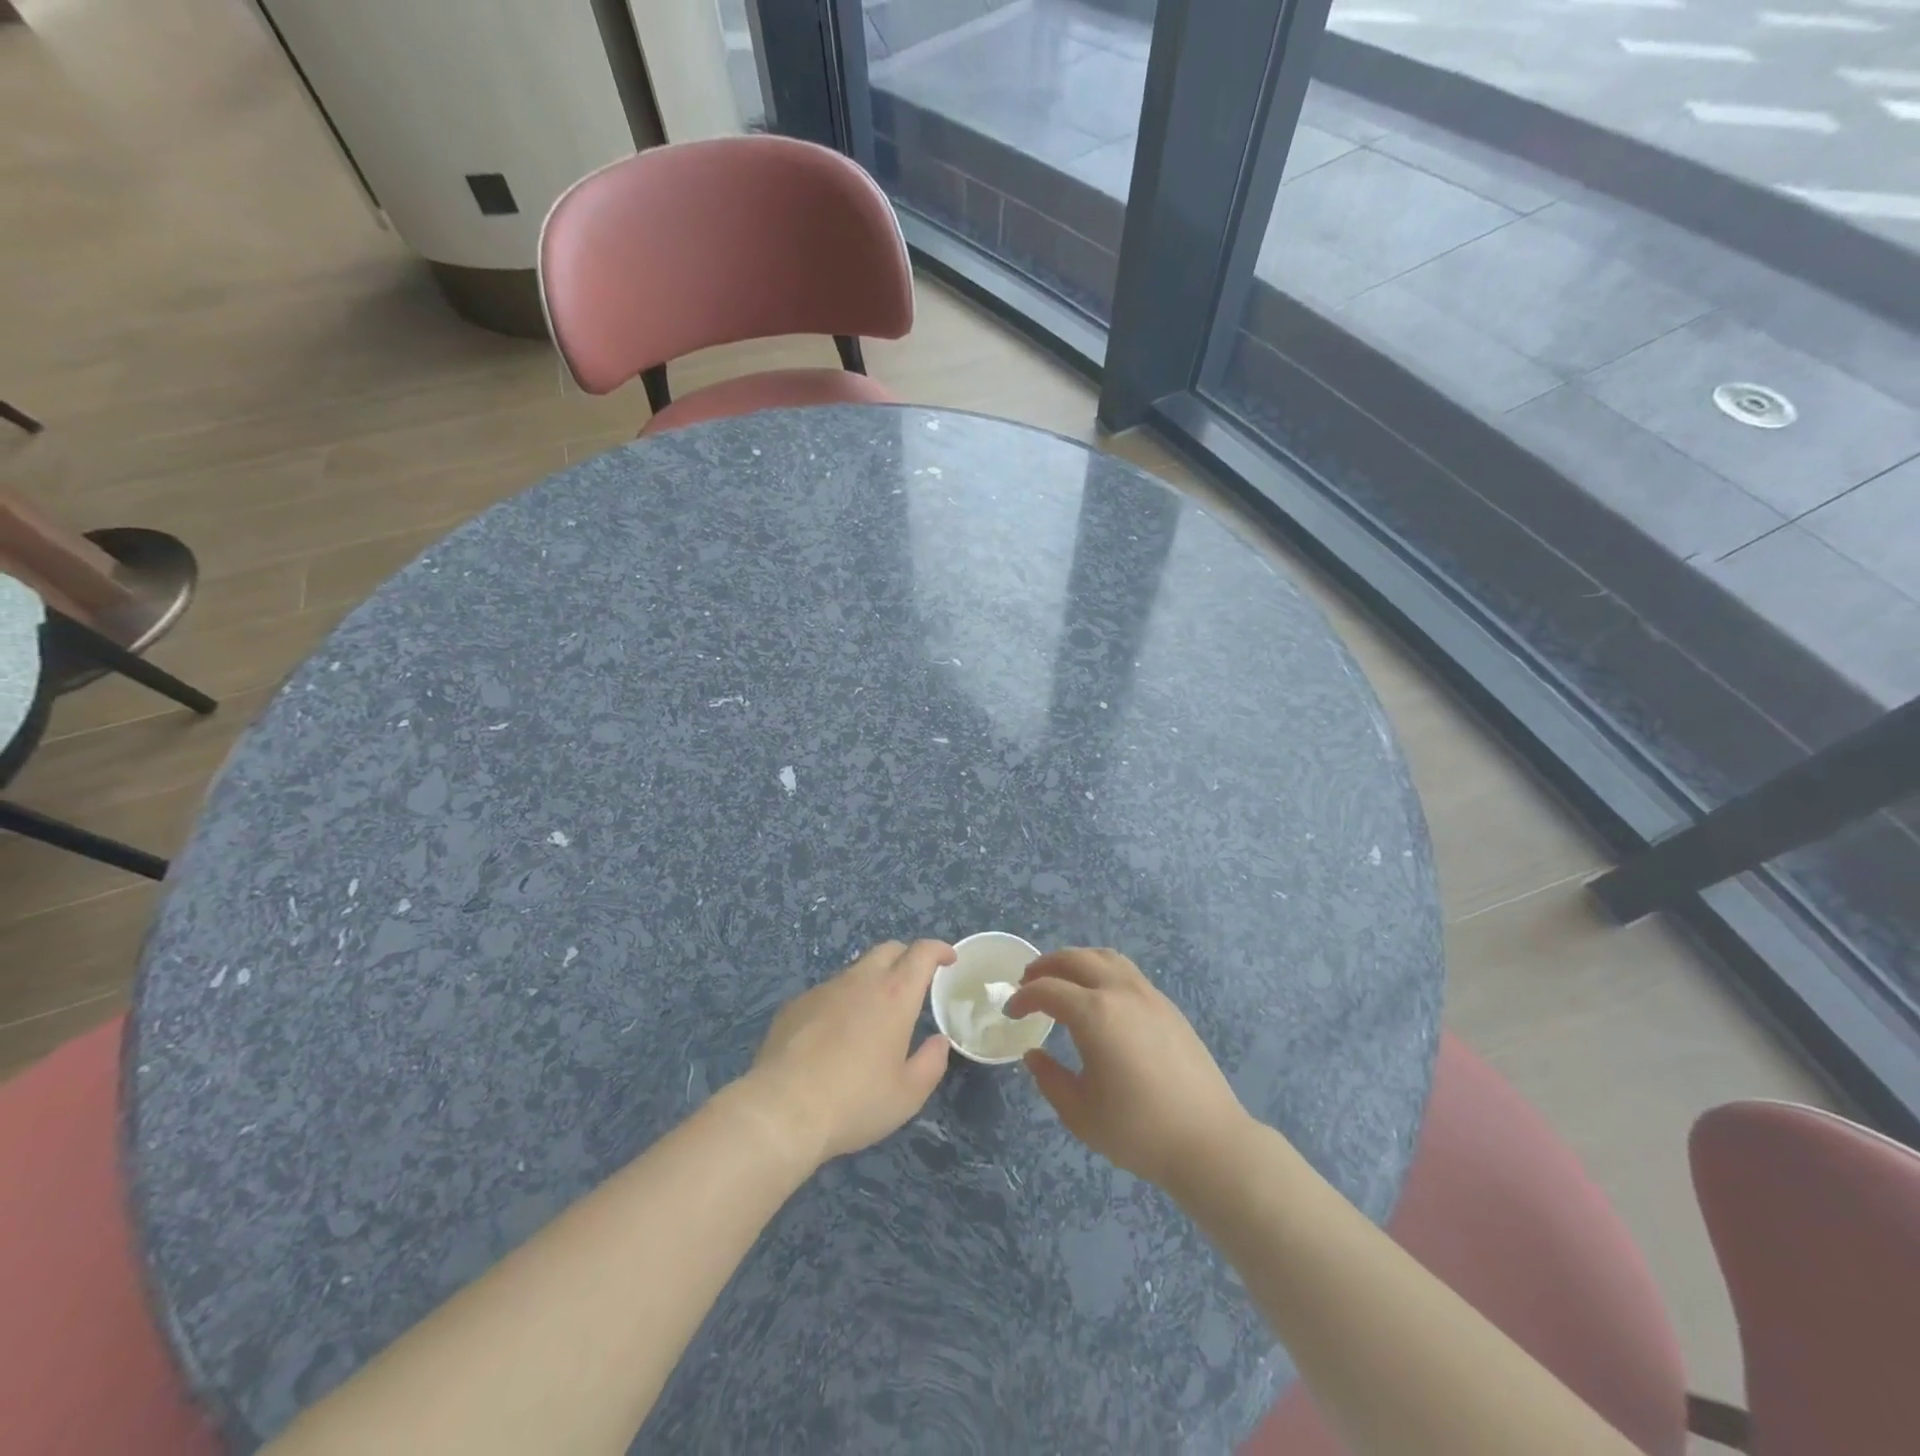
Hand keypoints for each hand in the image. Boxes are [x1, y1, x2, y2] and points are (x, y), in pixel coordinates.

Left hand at [743, 940, 953, 1165]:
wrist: (783, 1110)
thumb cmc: (855, 1102)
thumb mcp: (907, 1094)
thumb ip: (931, 1063)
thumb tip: (938, 1042)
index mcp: (894, 995)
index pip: (921, 953)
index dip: (938, 950)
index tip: (948, 959)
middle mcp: (860, 981)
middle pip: (888, 950)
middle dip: (906, 956)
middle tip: (914, 980)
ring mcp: (824, 990)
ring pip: (855, 970)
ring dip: (872, 980)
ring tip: (872, 1014)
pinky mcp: (795, 1005)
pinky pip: (827, 993)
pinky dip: (840, 1002)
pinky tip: (833, 1035)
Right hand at [1005, 947, 1248, 1191]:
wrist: (1208, 1141)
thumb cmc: (1137, 1130)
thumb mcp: (1079, 1112)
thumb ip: (1050, 1079)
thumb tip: (1035, 1054)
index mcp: (1094, 1014)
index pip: (1047, 990)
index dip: (1023, 997)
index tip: (1011, 1012)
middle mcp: (1120, 991)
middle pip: (1075, 959)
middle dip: (1045, 966)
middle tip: (1027, 982)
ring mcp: (1148, 995)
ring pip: (1105, 957)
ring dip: (1076, 961)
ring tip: (1062, 980)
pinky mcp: (1168, 1006)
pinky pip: (1127, 972)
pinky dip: (1102, 971)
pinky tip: (1099, 997)